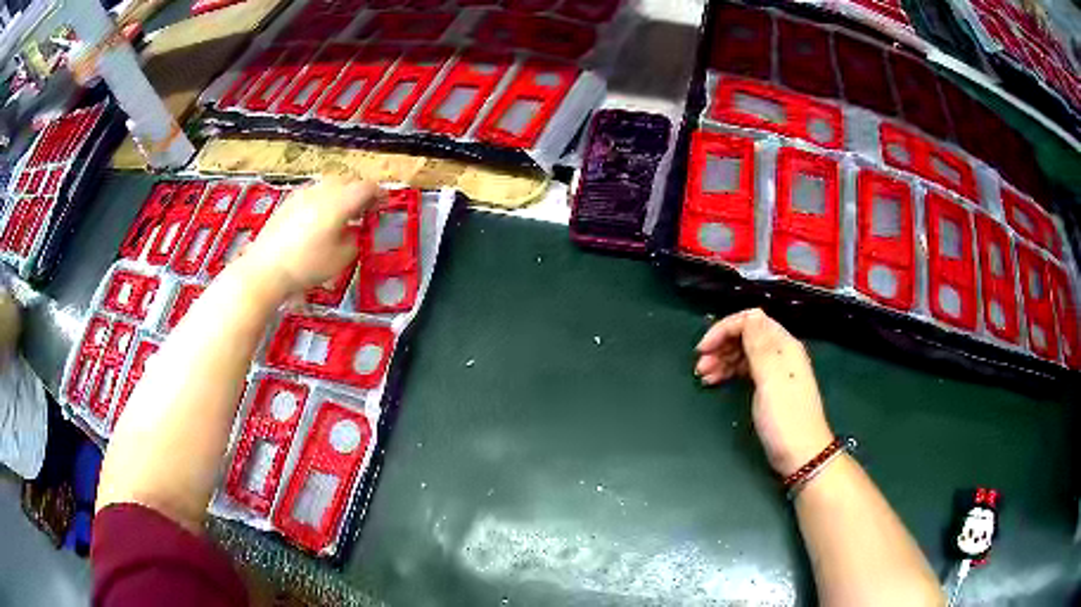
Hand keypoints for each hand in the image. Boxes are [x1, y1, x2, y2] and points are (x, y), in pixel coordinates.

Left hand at [240, 177, 380, 295]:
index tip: (383, 203)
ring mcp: (303, 194)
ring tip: (342, 213)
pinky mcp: (288, 202)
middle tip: (364, 208)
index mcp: (340, 202)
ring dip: (340, 194)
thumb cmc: (307, 265)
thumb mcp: (342, 259)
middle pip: (348, 181)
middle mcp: (322, 191)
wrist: (266, 268)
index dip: (378, 194)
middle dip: (359, 192)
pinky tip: (319, 219)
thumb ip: (353, 240)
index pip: (366, 188)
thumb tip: (352, 233)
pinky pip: (313, 193)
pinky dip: (322, 200)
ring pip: (329, 185)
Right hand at [695, 308, 833, 476]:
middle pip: (746, 335)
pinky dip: (729, 372)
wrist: (801, 455)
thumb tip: (751, 313)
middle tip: (700, 366)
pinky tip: (715, 381)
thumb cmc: (785, 418)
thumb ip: (760, 346)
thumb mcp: (770, 380)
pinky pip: (746, 370)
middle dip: (721, 345)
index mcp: (783, 346)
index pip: (751, 321)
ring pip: (744, 353)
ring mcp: (775, 371)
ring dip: (722, 359)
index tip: (703, 348)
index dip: (725, 329)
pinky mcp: (769, 388)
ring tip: (703, 376)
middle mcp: (780, 353)